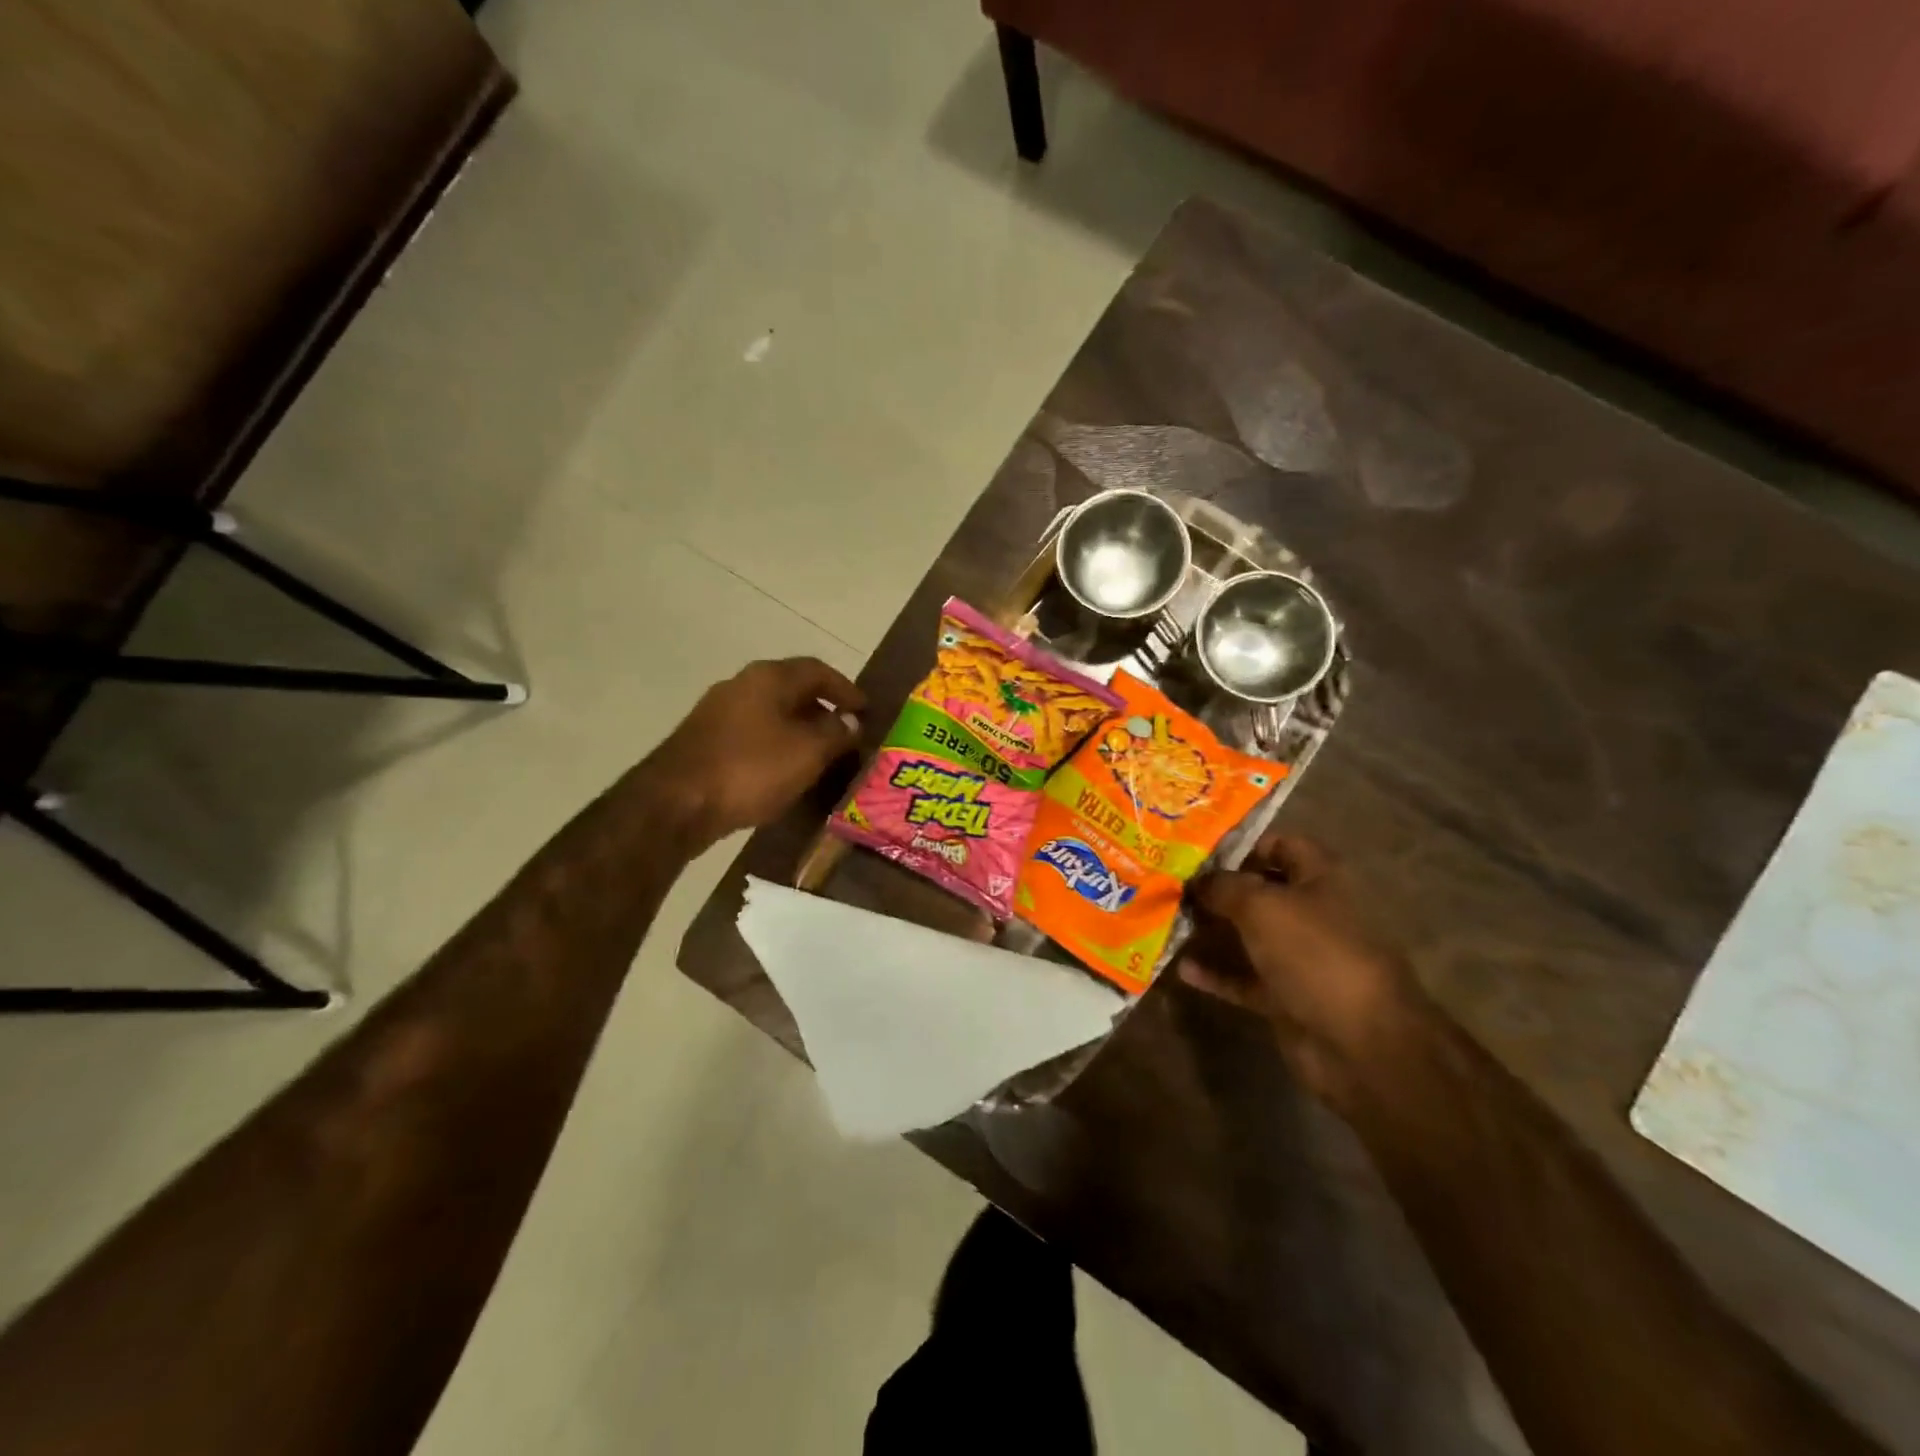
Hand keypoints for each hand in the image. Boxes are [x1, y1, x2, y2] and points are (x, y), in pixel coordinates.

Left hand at [645, 657, 866, 848]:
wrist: (675, 803)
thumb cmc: (751, 769)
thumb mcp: (807, 752)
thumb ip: (836, 734)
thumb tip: (851, 723)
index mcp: (769, 677)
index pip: (817, 670)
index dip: (846, 688)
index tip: (866, 709)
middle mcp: (741, 685)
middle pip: (792, 689)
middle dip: (822, 709)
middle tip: (846, 732)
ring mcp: (718, 712)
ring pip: (771, 713)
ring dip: (799, 729)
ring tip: (821, 754)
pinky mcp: (704, 741)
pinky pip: (753, 734)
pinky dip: (776, 745)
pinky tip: (785, 770)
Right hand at [1179, 834, 1420, 1105]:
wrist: (1359, 1043)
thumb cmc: (1314, 954)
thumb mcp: (1261, 905)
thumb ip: (1223, 887)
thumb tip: (1195, 880)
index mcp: (1319, 879)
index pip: (1282, 845)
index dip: (1243, 844)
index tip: (1198, 851)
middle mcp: (1311, 913)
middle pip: (1260, 891)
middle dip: (1217, 888)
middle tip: (1171, 885)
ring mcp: (1300, 959)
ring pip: (1249, 936)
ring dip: (1212, 931)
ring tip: (1169, 922)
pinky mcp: (1286, 998)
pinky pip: (1244, 979)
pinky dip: (1216, 974)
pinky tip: (1181, 968)